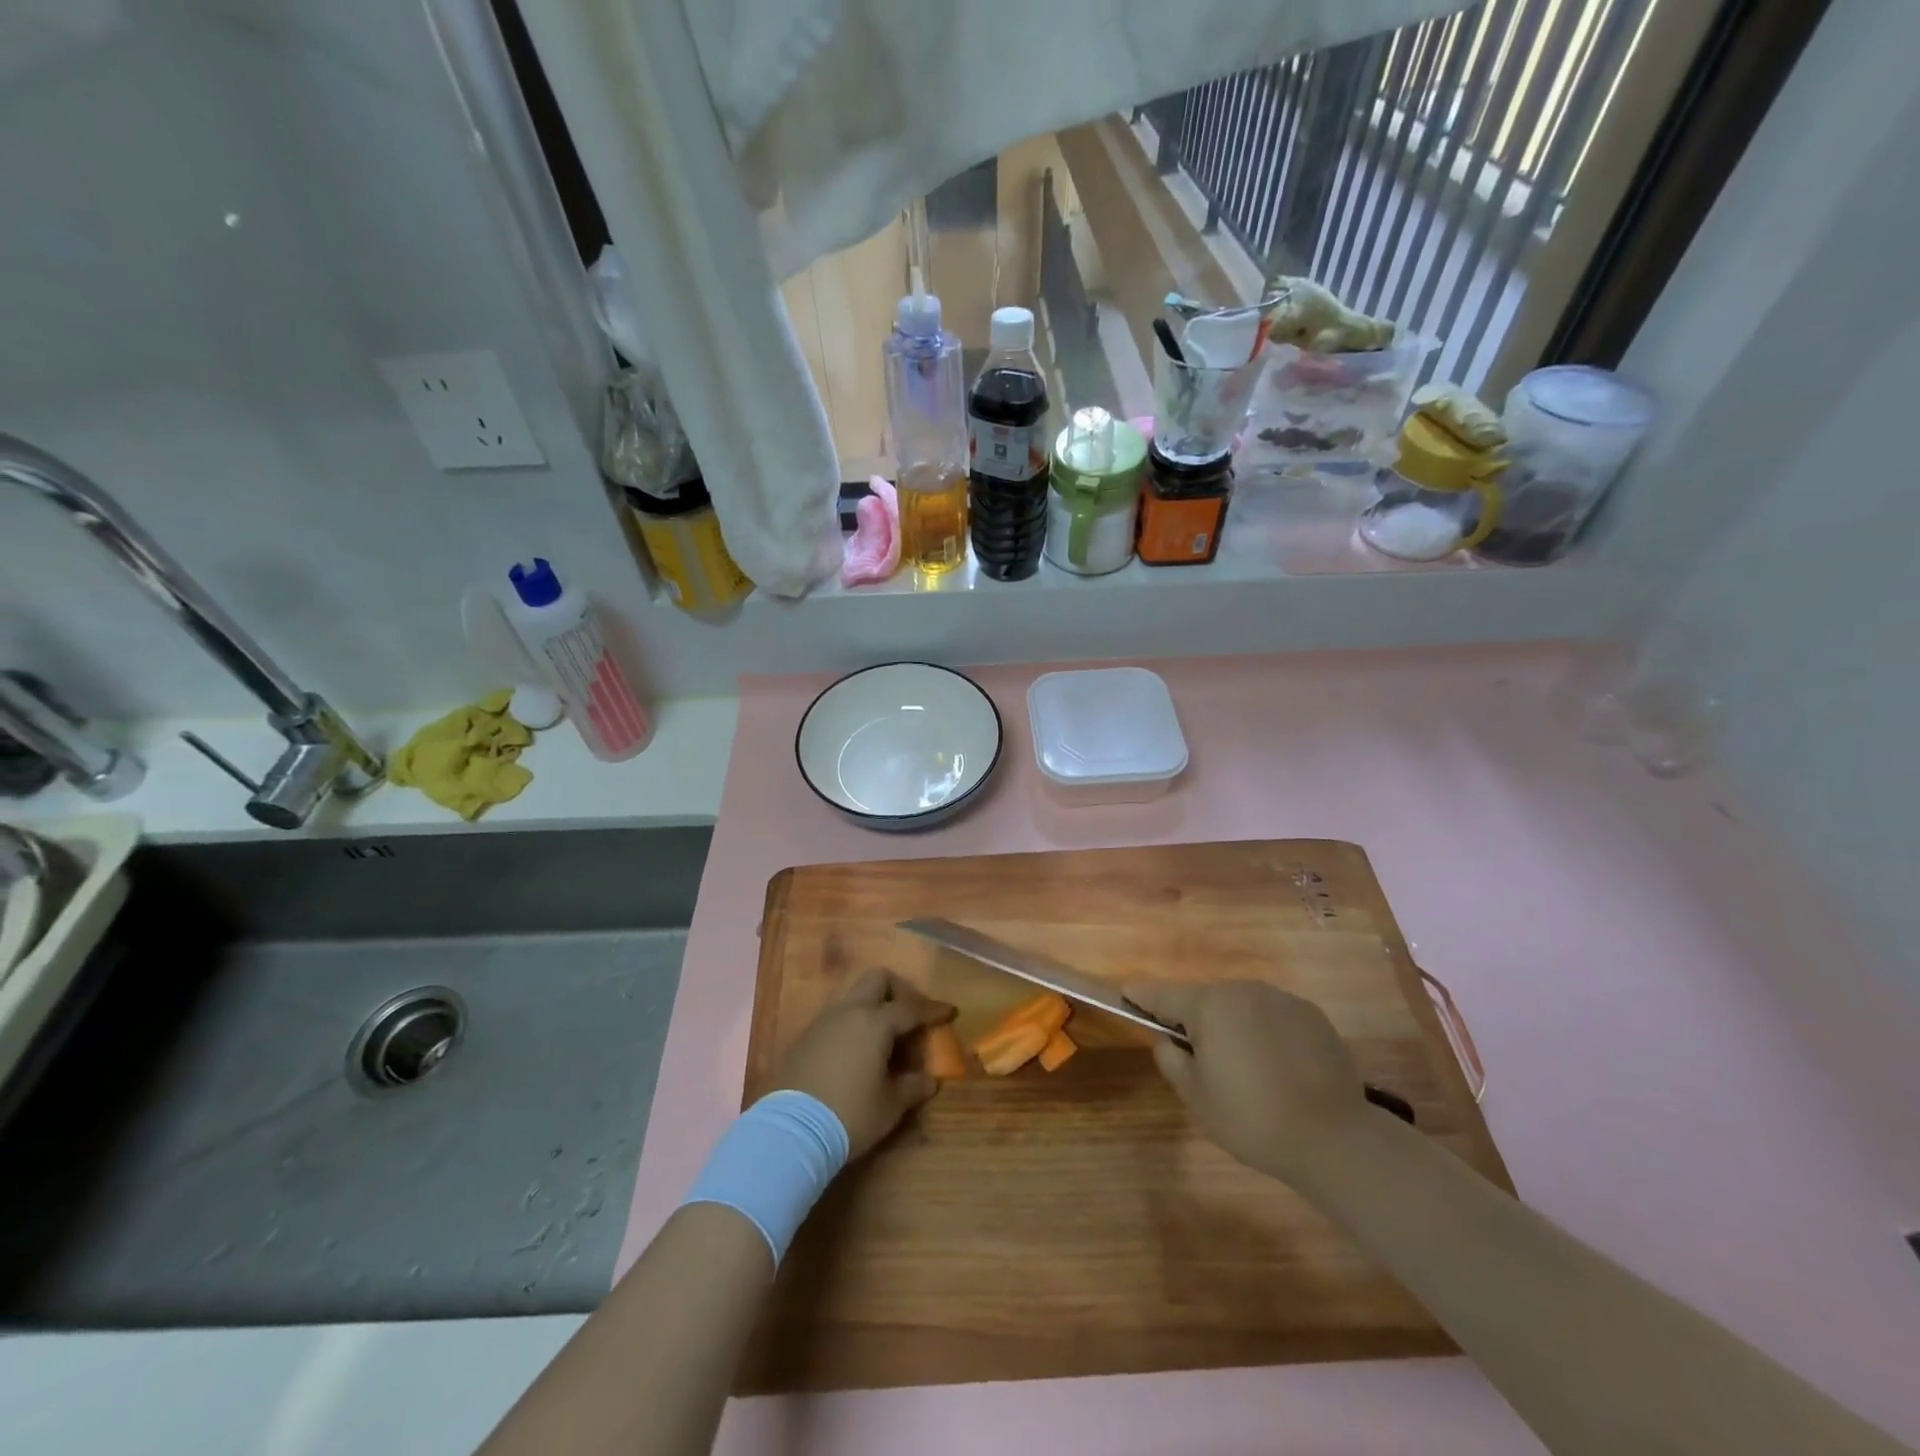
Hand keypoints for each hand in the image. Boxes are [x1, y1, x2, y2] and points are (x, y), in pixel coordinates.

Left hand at [774, 969, 955, 1158]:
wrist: (791, 1131)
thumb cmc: (850, 1113)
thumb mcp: (890, 1105)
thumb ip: (912, 1087)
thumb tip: (929, 1080)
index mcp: (876, 1022)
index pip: (911, 1008)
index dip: (933, 1010)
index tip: (949, 1011)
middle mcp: (849, 1012)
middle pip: (877, 979)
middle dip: (897, 990)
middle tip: (909, 1015)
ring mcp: (823, 1022)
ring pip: (852, 996)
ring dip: (871, 1006)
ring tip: (882, 1036)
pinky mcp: (804, 1038)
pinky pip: (835, 1018)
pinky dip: (851, 1024)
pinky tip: (855, 1051)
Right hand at [1125, 979, 1373, 1185]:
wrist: (1333, 1138)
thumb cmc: (1251, 1117)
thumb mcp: (1195, 1096)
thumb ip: (1171, 1059)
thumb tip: (1167, 1039)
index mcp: (1209, 1005)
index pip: (1162, 994)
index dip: (1141, 996)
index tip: (1127, 993)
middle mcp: (1243, 990)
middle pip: (1205, 999)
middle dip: (1195, 1018)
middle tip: (1196, 1054)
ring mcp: (1282, 999)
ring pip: (1242, 1006)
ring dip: (1233, 1025)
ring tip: (1243, 1066)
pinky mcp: (1313, 1016)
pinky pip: (1274, 1017)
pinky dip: (1266, 1033)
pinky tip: (1277, 1068)